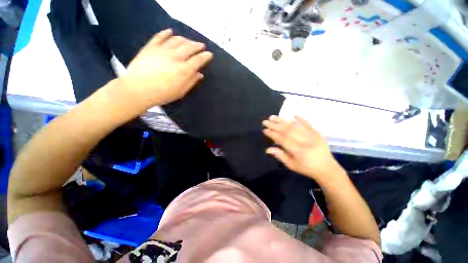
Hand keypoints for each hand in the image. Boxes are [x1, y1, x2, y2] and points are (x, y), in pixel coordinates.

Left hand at [120, 29, 212, 108]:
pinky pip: (160, 36)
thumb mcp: (181, 92)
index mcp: (184, 69)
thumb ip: (192, 81)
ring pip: (177, 40)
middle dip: (198, 45)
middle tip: (201, 46)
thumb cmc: (163, 94)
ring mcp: (162, 50)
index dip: (205, 56)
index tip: (209, 54)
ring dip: (186, 39)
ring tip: (189, 41)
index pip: (198, 59)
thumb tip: (200, 74)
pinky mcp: (151, 47)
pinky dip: (166, 33)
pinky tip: (171, 32)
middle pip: (189, 47)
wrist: (138, 90)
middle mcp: (175, 57)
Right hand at [262, 115, 337, 180]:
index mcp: (298, 151)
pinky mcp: (318, 133)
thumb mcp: (291, 165)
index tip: (265, 130)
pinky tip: (294, 114)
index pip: (282, 139)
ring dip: (283, 121)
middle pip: (287, 131)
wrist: (326, 168)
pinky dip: (301, 119)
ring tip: (274, 117)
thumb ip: (280, 156)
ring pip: (295, 126)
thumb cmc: (306, 168)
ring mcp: (312, 136)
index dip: (272, 134)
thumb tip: (267, 149)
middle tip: (266, 121)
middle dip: (275, 125)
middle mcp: (305, 142)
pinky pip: (308, 124)